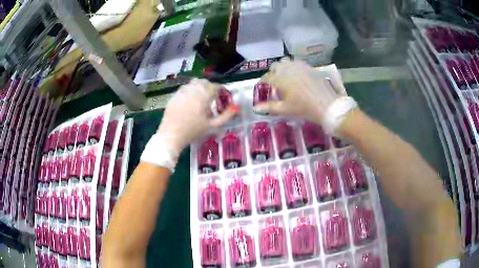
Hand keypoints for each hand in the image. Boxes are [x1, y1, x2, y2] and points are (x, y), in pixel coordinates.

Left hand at [157, 79, 237, 153]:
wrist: (171, 135)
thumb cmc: (193, 131)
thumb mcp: (213, 125)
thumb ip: (227, 116)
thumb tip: (237, 107)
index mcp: (204, 95)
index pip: (217, 87)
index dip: (222, 92)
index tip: (224, 99)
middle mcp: (193, 89)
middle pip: (205, 82)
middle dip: (211, 88)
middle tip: (214, 99)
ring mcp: (182, 91)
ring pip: (194, 83)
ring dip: (201, 88)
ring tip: (202, 100)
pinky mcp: (174, 95)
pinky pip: (185, 88)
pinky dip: (191, 91)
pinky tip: (190, 102)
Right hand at [254, 59, 355, 132]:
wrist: (328, 105)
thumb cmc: (304, 109)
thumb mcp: (285, 110)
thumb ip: (269, 107)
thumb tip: (255, 108)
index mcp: (280, 79)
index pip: (266, 77)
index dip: (263, 82)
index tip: (262, 86)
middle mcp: (288, 69)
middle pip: (275, 66)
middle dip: (272, 73)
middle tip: (274, 82)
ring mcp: (299, 66)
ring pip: (286, 62)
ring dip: (282, 68)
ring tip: (285, 77)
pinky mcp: (309, 67)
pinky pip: (297, 63)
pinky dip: (293, 67)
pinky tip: (297, 75)